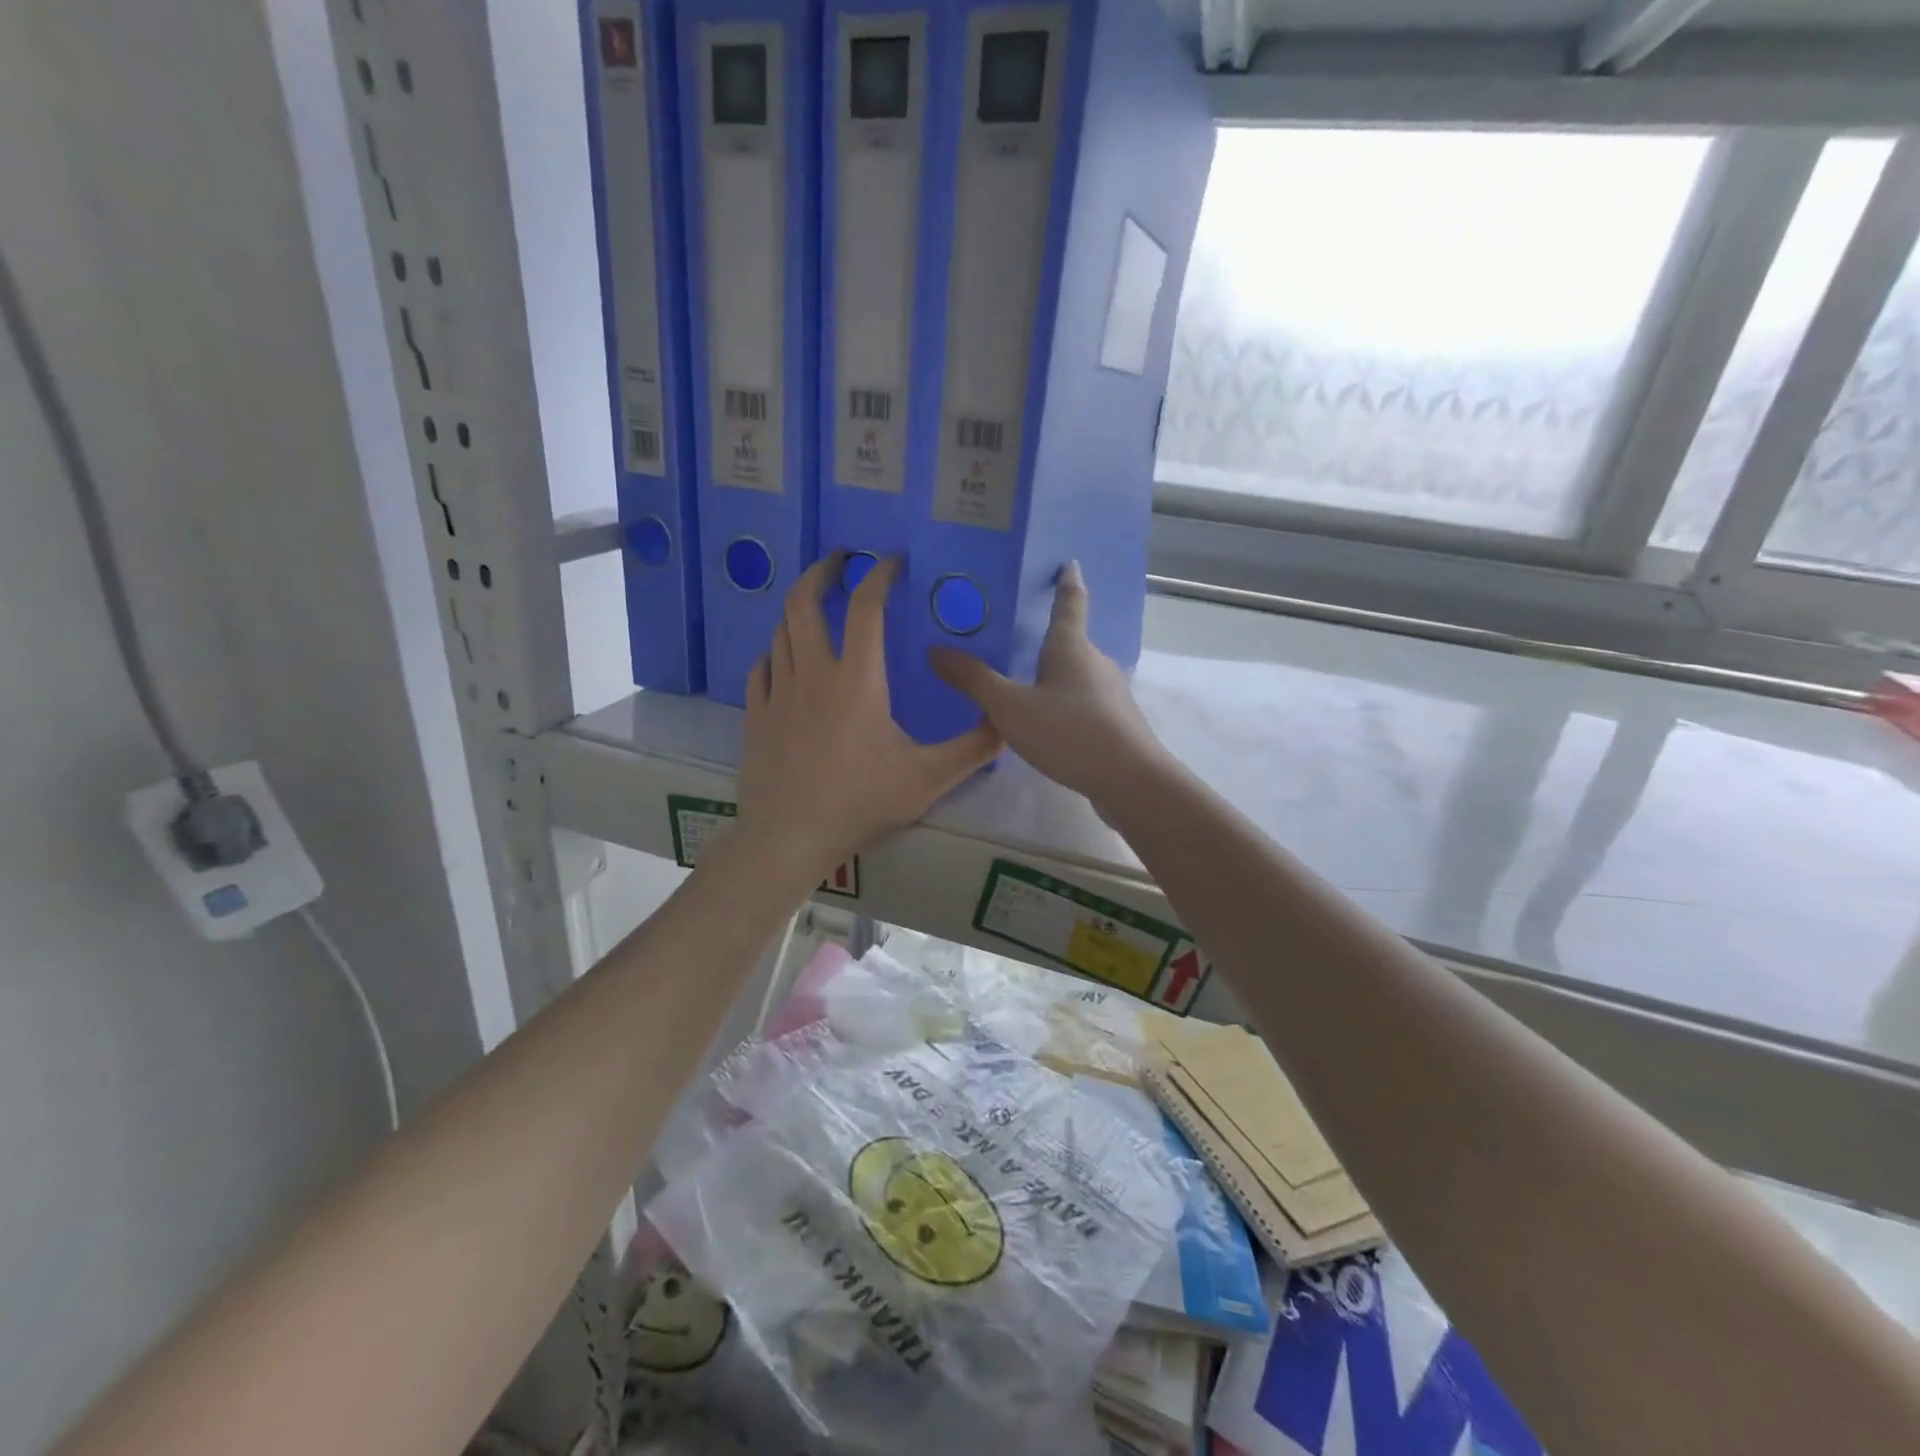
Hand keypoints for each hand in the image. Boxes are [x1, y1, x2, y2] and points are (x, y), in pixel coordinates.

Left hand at [733, 553, 1001, 887]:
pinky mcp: (756, 717)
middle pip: (803, 602)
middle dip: (821, 571)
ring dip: (798, 611)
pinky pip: (761, 669)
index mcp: (857, 680)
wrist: (789, 838)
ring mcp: (777, 694)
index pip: (866, 607)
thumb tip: (1007, 722)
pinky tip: (783, 661)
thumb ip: (972, 749)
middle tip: (839, 559)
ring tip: (817, 608)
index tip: (891, 560)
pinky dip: (774, 653)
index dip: (879, 575)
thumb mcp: (928, 778)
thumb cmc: (860, 803)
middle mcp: (812, 674)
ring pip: (780, 633)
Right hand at [930, 562, 1166, 809]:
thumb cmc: (1068, 732)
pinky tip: (1044, 723)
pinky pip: (1081, 702)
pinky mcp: (1114, 722)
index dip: (1066, 582)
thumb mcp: (1010, 707)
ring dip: (1052, 675)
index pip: (1070, 602)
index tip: (1068, 563)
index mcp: (1071, 647)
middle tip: (1012, 638)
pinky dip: (1062, 703)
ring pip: (1075, 675)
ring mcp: (1109, 693)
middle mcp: (1095, 662)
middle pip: (1069, 641)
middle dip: (1045, 638)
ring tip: (1020, 684)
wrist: (1130, 781)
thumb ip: (974, 680)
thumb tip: (935, 649)